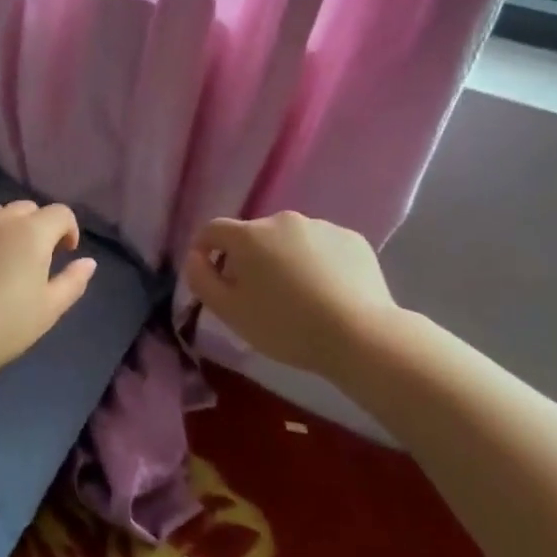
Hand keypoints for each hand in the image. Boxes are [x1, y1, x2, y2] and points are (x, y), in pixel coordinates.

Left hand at [0, 201, 97, 377]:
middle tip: (35, 259)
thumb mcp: (48, 310)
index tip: (65, 254)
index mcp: (31, 233)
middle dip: (37, 227)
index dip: (68, 230)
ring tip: (1, 261)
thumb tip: (88, 262)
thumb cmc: (2, 324)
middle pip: (26, 209)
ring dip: (6, 230)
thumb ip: (72, 282)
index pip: (60, 213)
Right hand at [181, 211, 400, 378]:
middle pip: (254, 236)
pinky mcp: (352, 239)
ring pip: (290, 241)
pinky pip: (322, 247)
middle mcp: (283, 220)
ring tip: (298, 296)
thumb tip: (195, 257)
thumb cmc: (285, 326)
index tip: (209, 274)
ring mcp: (321, 227)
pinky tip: (328, 292)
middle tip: (258, 296)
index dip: (204, 249)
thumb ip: (202, 279)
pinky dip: (318, 263)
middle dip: (249, 259)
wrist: (360, 335)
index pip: (213, 230)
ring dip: (285, 260)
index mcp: (249, 235)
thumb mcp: (230, 312)